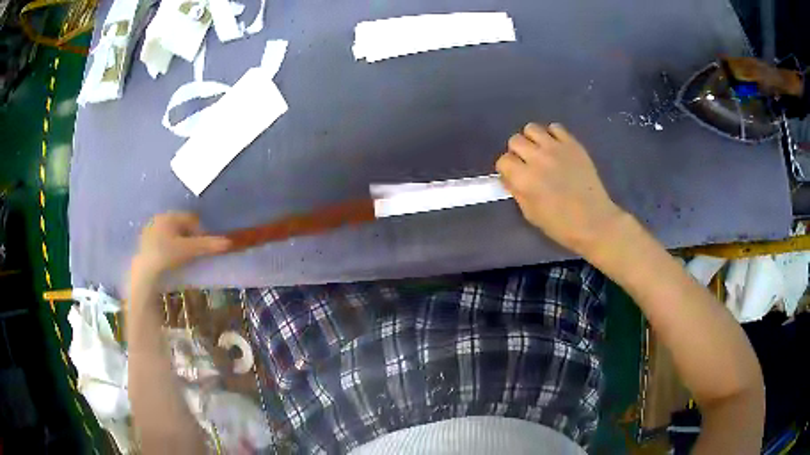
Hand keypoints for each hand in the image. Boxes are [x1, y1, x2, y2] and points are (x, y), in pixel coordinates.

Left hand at [132, 212, 230, 276]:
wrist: (143, 272)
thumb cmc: (166, 255)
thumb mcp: (189, 250)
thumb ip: (208, 245)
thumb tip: (229, 242)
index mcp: (170, 216)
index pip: (192, 219)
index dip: (201, 232)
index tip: (205, 247)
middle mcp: (159, 218)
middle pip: (181, 225)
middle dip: (189, 236)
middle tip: (194, 252)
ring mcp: (150, 229)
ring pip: (170, 233)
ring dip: (178, 242)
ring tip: (182, 258)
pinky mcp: (144, 242)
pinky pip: (160, 240)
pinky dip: (167, 247)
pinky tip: (169, 260)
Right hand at [496, 123, 626, 256]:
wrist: (595, 221)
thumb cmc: (561, 225)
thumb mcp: (531, 214)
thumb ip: (517, 192)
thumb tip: (509, 178)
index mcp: (524, 179)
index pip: (503, 161)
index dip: (506, 168)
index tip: (513, 175)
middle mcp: (537, 158)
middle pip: (515, 140)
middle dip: (517, 152)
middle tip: (526, 163)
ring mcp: (556, 148)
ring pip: (532, 128)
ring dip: (532, 139)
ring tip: (540, 151)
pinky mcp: (573, 144)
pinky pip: (555, 128)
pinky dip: (552, 135)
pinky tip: (556, 148)